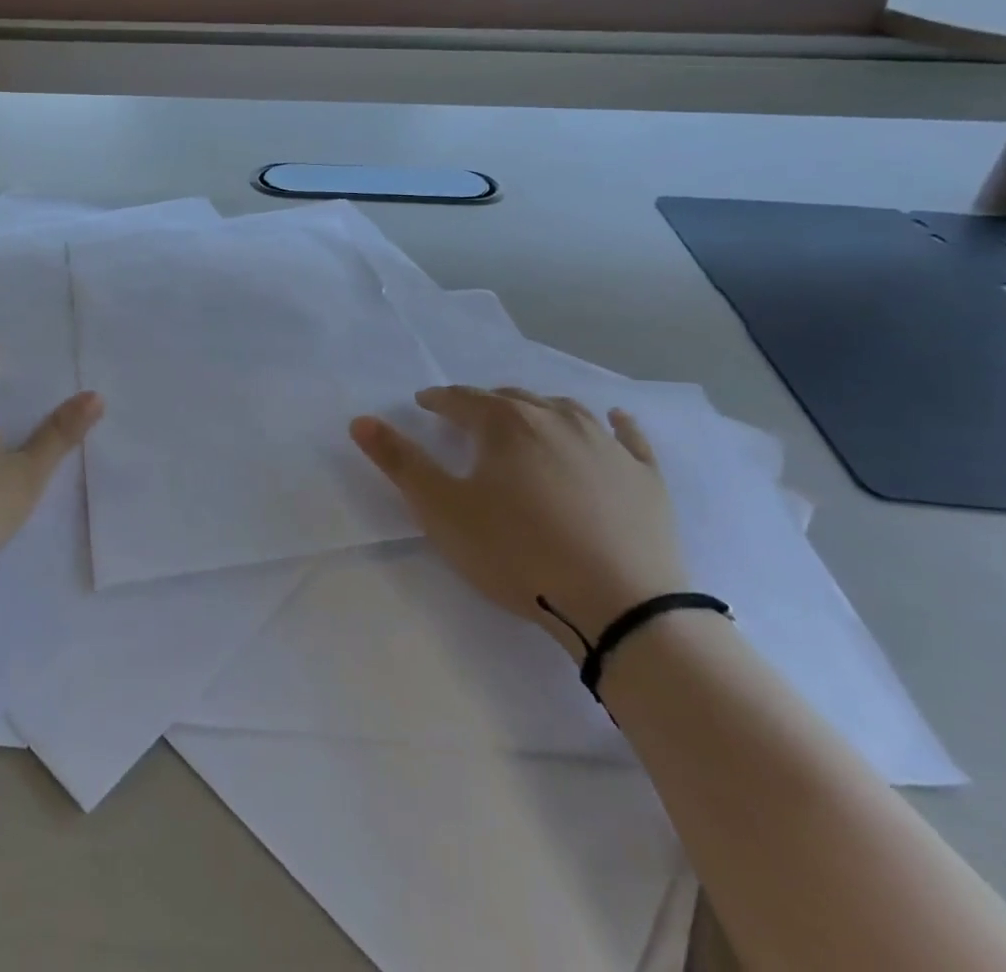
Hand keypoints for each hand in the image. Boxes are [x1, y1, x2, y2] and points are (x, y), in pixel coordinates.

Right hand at [351, 387, 686, 656]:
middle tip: (469, 419)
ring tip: (526, 420)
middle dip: (485, 404)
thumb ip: (400, 461)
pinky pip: (627, 436)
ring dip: (539, 409)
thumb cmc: (518, 553)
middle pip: (511, 399)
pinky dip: (615, 423)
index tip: (424, 404)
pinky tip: (613, 420)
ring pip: (564, 409)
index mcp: (505, 423)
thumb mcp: (443, 510)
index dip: (438, 400)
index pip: (461, 400)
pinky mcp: (645, 475)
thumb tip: (360, 420)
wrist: (621, 605)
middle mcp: (555, 418)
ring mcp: (605, 444)